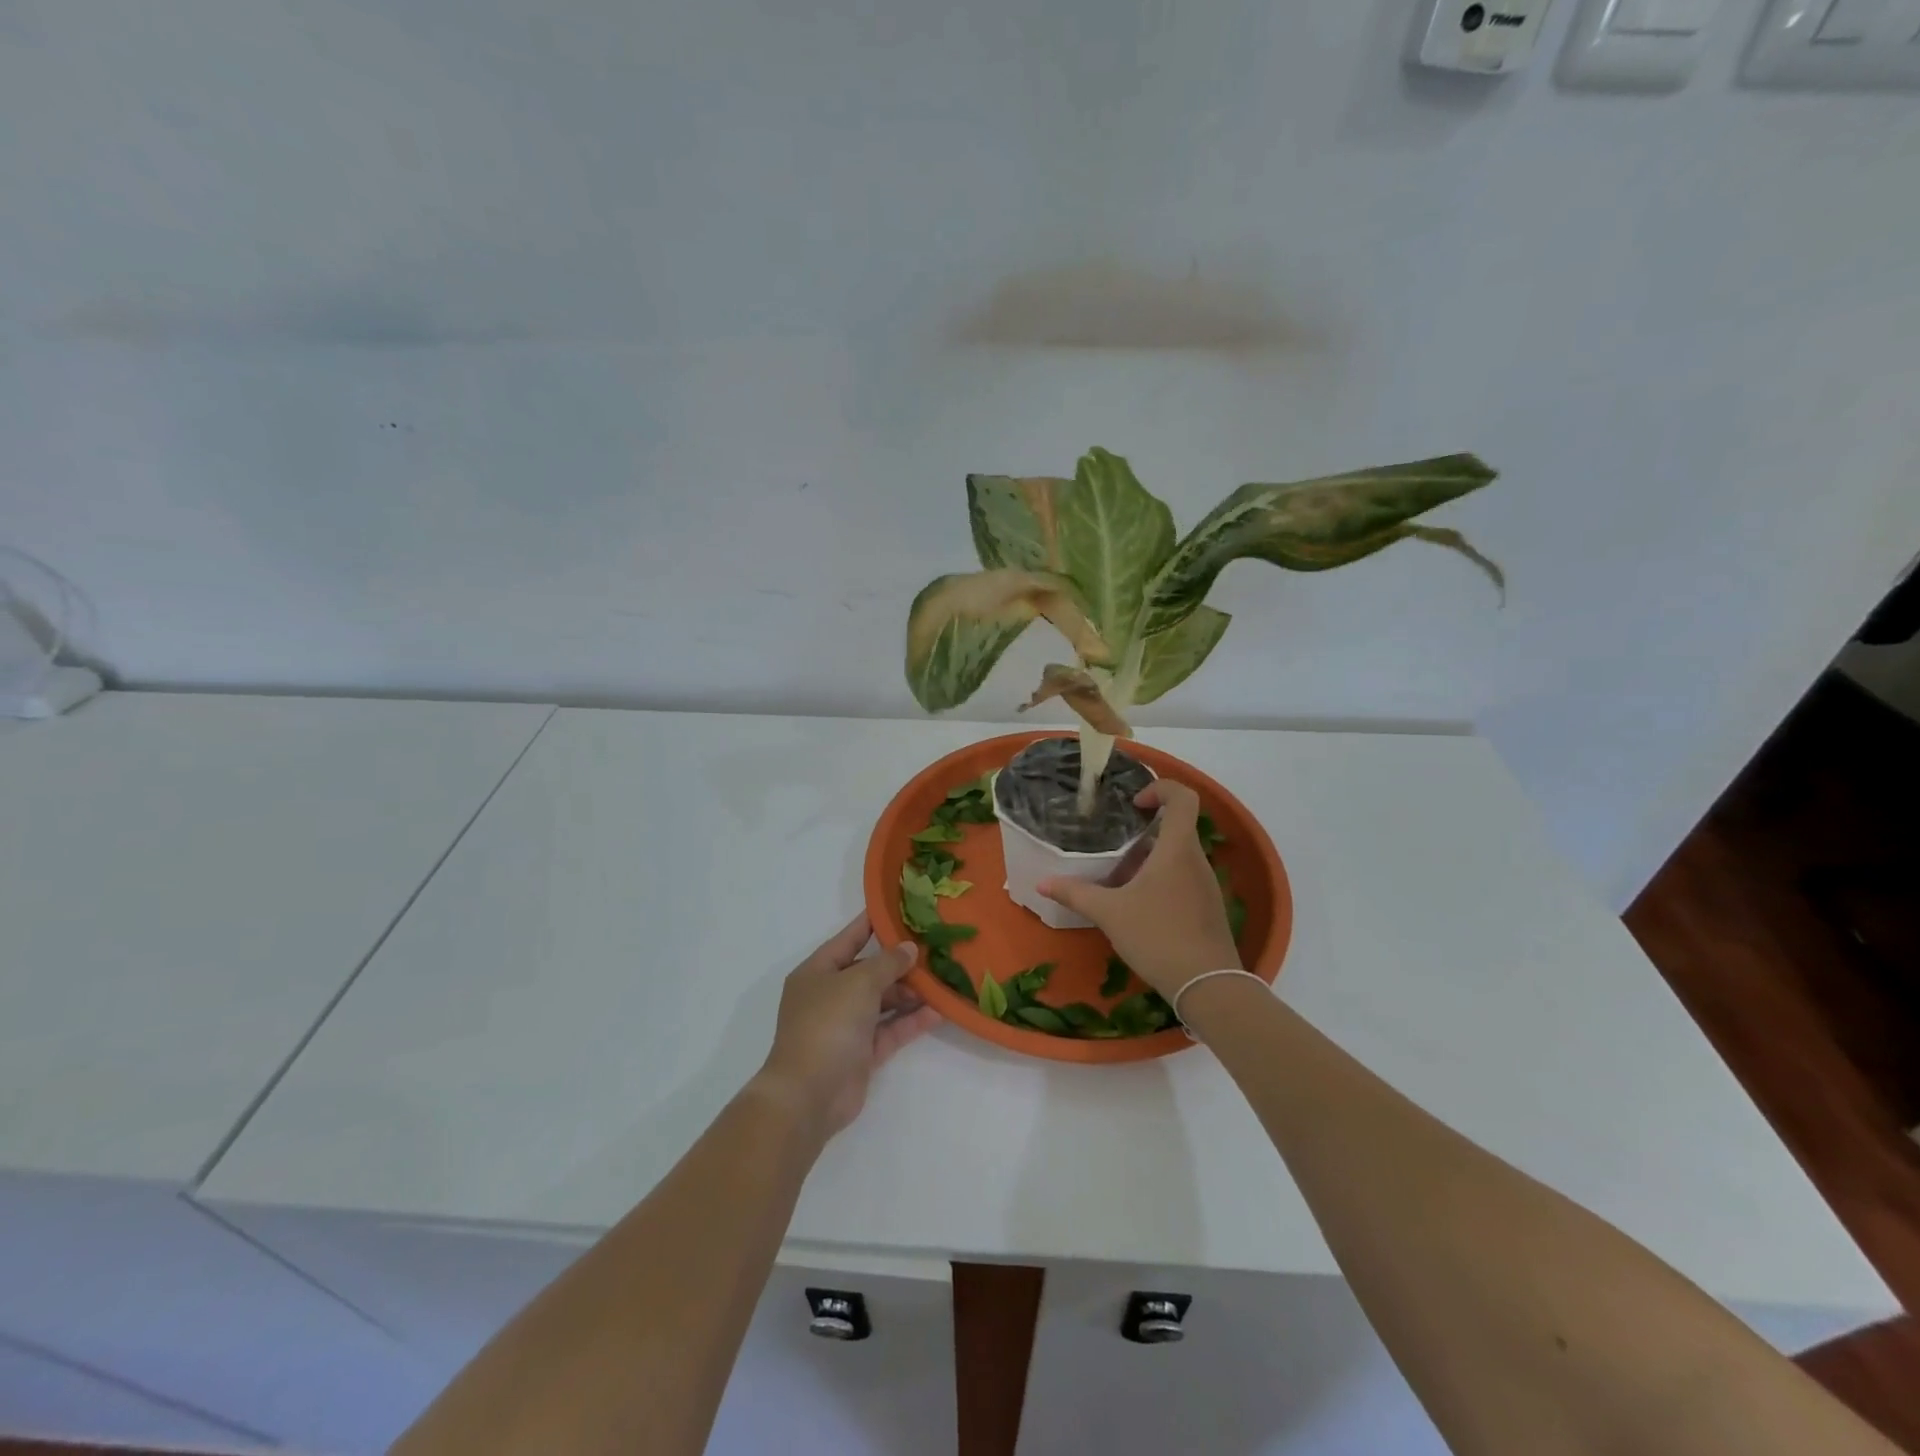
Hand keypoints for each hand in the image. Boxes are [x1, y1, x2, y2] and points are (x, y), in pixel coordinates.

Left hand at [753, 913, 940, 1140]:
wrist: (809, 1094)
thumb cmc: (827, 1024)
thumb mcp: (859, 983)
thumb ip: (887, 963)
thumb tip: (909, 948)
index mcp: (817, 972)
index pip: (849, 939)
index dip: (872, 924)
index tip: (900, 909)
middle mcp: (830, 995)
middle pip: (869, 972)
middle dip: (899, 964)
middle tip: (933, 951)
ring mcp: (845, 1026)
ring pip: (882, 1002)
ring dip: (909, 993)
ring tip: (941, 982)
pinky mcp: (861, 1053)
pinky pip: (890, 1030)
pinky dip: (910, 1021)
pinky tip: (938, 1012)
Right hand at [1038, 780, 1241, 999]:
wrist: (1208, 986)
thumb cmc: (1158, 936)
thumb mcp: (1109, 913)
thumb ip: (1076, 894)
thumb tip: (1042, 883)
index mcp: (1177, 849)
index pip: (1183, 798)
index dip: (1161, 789)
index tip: (1134, 804)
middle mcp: (1196, 861)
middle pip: (1175, 829)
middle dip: (1143, 833)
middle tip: (1113, 847)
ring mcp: (1206, 886)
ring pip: (1177, 857)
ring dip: (1149, 860)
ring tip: (1119, 880)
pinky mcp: (1208, 908)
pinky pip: (1183, 880)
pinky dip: (1160, 882)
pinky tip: (1138, 908)